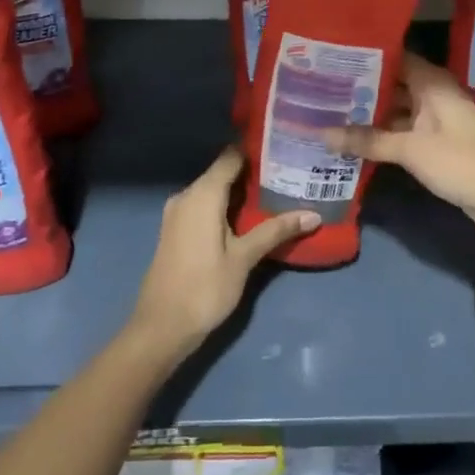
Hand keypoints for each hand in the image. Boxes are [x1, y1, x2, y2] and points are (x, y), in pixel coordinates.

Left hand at [128, 146, 317, 361]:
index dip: (256, 149)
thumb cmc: (204, 288)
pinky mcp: (176, 230)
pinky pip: (204, 206)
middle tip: (289, 172)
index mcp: (202, 194)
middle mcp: (186, 195)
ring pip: (214, 190)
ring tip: (277, 191)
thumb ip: (276, 231)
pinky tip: (250, 216)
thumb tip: (313, 214)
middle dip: (253, 172)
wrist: (160, 327)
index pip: (231, 156)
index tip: (284, 147)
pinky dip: (226, 206)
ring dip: (240, 191)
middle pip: (222, 172)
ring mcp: (177, 213)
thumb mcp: (244, 258)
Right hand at [326, 54, 474, 241]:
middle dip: (359, 87)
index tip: (330, 56)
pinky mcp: (436, 145)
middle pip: (392, 84)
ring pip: (395, 110)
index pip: (393, 56)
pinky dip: (381, 135)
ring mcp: (435, 121)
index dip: (364, 55)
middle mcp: (433, 94)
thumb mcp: (411, 149)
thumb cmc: (463, 160)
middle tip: (318, 87)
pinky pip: (402, 132)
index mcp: (431, 82)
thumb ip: (367, 140)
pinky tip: (352, 139)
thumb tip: (321, 133)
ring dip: (368, 114)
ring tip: (327, 111)